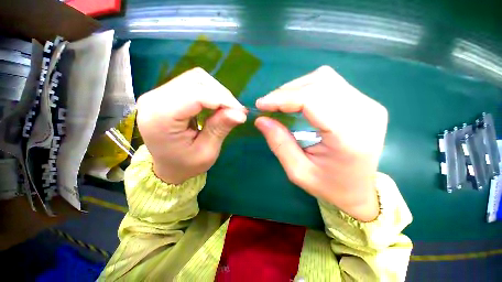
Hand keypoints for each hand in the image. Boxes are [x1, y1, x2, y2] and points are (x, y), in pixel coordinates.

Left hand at [136, 67, 246, 183]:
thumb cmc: (186, 164)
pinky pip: (192, 83)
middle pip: (195, 80)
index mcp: (160, 118)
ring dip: (216, 91)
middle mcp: (154, 100)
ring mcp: (157, 94)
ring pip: (195, 78)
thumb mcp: (206, 152)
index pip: (196, 95)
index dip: (222, 100)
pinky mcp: (164, 93)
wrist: (167, 167)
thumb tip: (240, 113)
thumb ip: (220, 129)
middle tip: (235, 111)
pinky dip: (209, 91)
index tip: (241, 111)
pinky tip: (216, 105)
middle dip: (221, 94)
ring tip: (226, 108)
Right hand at [254, 66, 386, 221]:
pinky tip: (298, 102)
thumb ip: (279, 144)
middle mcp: (364, 113)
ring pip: (325, 78)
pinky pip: (331, 84)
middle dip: (287, 91)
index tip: (261, 104)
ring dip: (297, 88)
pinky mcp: (365, 102)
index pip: (313, 99)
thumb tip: (261, 120)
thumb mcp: (298, 171)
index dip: (283, 98)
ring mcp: (368, 104)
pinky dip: (308, 89)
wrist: (360, 189)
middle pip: (319, 83)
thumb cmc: (329, 185)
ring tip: (281, 103)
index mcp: (349, 135)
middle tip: (269, 105)